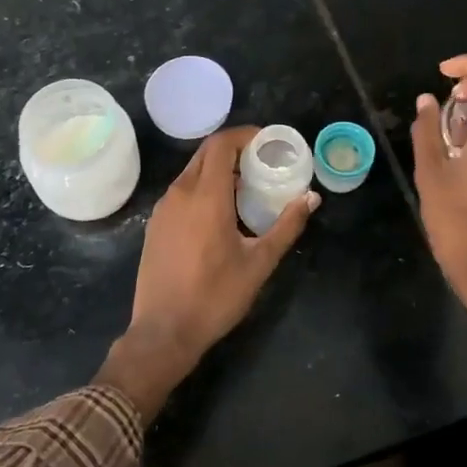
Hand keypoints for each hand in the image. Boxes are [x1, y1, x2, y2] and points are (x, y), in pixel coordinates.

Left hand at [98, 126, 317, 420]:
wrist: (163, 331)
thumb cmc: (215, 296)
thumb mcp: (259, 263)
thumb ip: (287, 226)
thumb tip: (311, 198)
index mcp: (206, 196)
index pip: (221, 144)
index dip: (244, 135)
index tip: (266, 141)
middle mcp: (180, 193)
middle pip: (205, 153)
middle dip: (233, 149)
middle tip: (260, 161)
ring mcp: (163, 208)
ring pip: (191, 171)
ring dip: (217, 168)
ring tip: (245, 186)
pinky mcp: (155, 224)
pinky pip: (181, 191)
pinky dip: (202, 186)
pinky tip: (219, 211)